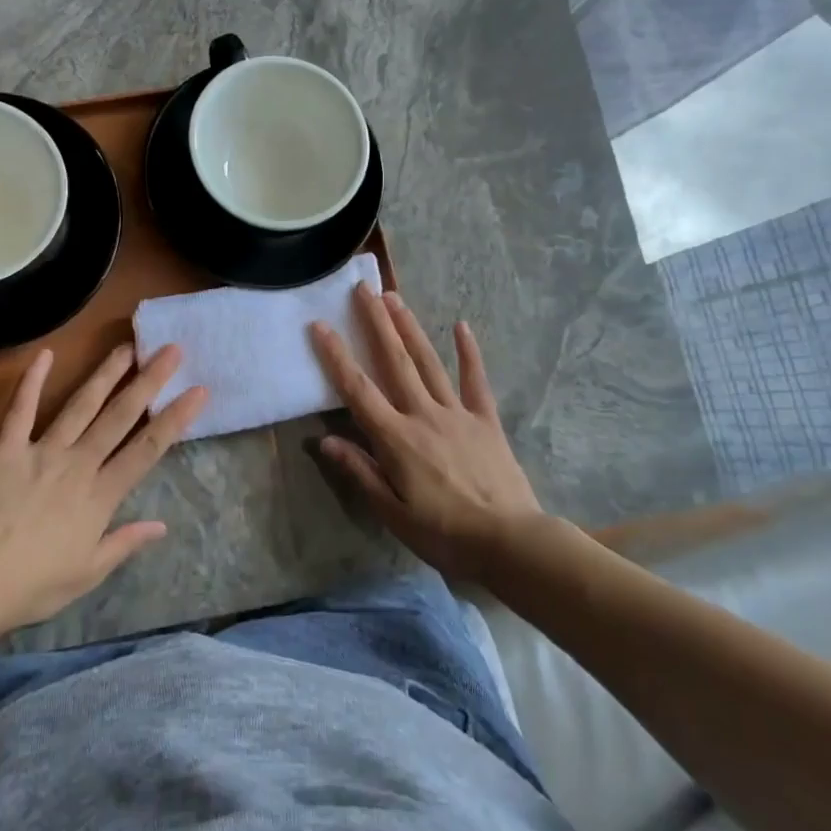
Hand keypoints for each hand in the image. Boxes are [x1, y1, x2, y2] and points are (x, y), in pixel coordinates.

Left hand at [0, 344, 206, 627]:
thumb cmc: (33, 585)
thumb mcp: (88, 573)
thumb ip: (124, 543)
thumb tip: (162, 526)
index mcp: (101, 495)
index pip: (147, 449)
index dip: (175, 419)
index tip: (198, 391)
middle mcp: (79, 464)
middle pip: (120, 416)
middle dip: (148, 380)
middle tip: (170, 350)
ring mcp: (43, 452)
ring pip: (81, 405)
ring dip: (106, 374)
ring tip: (126, 346)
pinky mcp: (7, 449)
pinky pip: (21, 410)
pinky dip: (31, 381)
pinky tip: (44, 354)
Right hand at [310, 287, 542, 585]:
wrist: (510, 541)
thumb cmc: (444, 534)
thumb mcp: (393, 513)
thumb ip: (360, 472)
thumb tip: (324, 439)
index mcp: (396, 438)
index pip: (358, 390)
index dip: (336, 356)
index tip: (320, 325)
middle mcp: (423, 414)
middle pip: (394, 362)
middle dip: (376, 323)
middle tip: (362, 289)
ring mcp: (457, 413)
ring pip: (428, 363)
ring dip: (410, 328)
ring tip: (394, 298)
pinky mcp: (486, 420)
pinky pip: (476, 381)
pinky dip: (469, 353)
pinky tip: (462, 326)